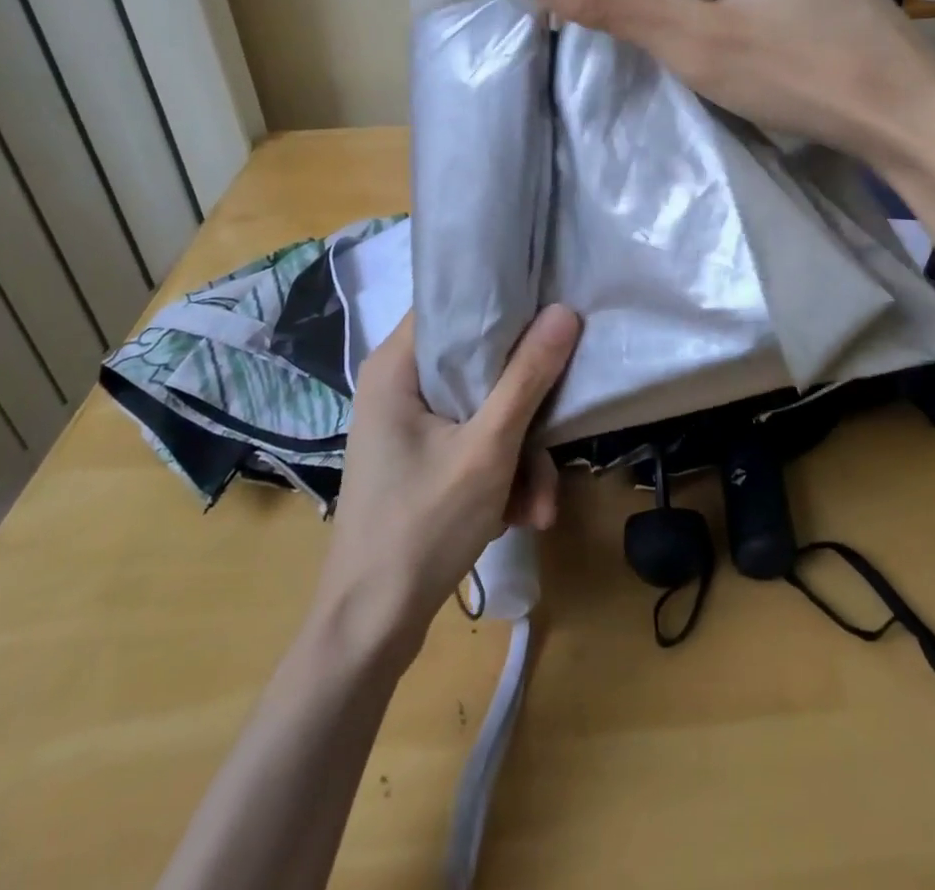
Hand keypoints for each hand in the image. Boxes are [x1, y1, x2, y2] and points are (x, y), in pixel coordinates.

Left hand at [312, 307, 580, 664]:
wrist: (370, 630)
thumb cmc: (421, 527)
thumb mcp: (488, 449)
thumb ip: (528, 377)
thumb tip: (564, 310)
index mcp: (396, 366)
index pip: (452, 303)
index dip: (504, 303)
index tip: (552, 313)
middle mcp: (398, 385)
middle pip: (478, 365)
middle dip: (525, 412)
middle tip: (552, 447)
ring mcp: (408, 425)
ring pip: (483, 409)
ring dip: (521, 457)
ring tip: (539, 508)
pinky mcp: (419, 457)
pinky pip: (473, 442)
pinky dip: (501, 474)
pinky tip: (519, 516)